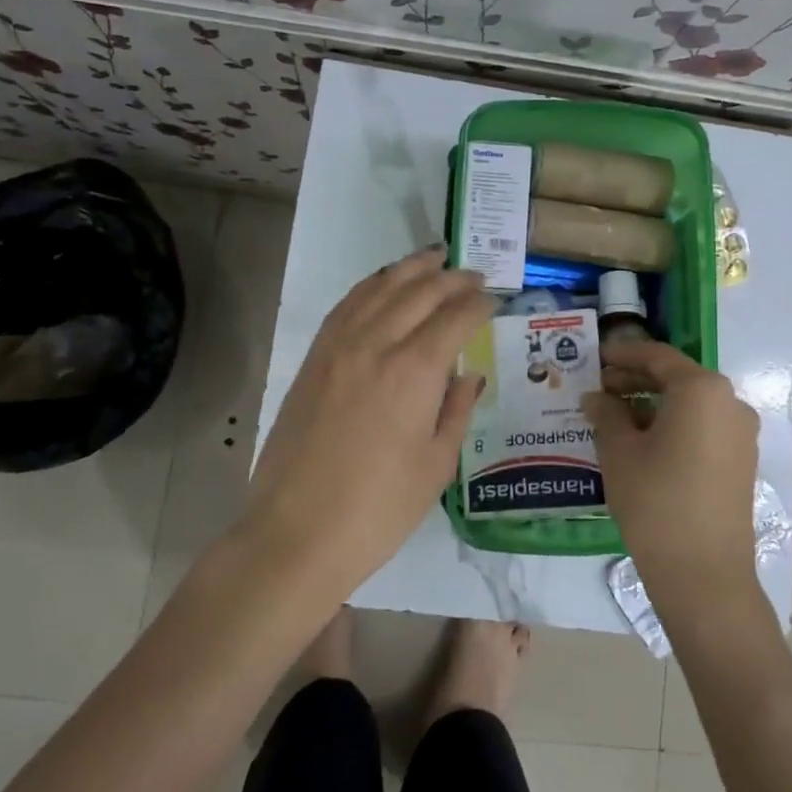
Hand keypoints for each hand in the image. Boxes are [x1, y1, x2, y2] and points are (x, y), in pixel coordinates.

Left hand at [244, 246, 493, 595]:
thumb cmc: (378, 510)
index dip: (480, 303)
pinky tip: (383, 285)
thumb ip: (456, 411)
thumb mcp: (436, 465)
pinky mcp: (313, 359)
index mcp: (415, 371)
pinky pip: (346, 305)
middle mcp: (376, 344)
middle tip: (473, 274)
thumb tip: (469, 376)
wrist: (296, 533)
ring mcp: (338, 347)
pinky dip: (371, 286)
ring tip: (434, 258)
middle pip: (419, 292)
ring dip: (411, 268)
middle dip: (452, 278)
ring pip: (380, 288)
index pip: (456, 317)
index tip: (495, 300)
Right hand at [583, 341, 760, 601]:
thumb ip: (606, 414)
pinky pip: (703, 427)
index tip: (595, 357)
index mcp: (701, 389)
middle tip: (599, 388)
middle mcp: (729, 402)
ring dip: (653, 403)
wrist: (703, 573)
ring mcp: (741, 433)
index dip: (623, 354)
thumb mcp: (619, 452)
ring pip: (690, 404)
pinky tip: (642, 441)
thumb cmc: (655, 500)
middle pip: (677, 378)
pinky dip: (673, 424)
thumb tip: (596, 398)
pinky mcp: (741, 461)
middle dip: (636, 379)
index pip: (658, 356)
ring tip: (614, 416)